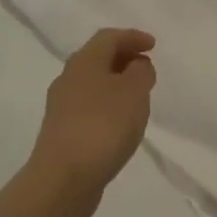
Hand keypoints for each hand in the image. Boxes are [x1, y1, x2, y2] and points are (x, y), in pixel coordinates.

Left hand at [28, 28, 156, 216]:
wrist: (63, 179)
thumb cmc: (103, 127)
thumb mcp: (134, 92)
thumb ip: (141, 72)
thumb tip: (136, 65)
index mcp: (84, 61)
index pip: (109, 37)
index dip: (132, 37)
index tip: (153, 45)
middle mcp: (68, 78)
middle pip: (97, 58)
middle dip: (123, 58)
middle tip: (146, 67)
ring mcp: (62, 106)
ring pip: (92, 83)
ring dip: (116, 83)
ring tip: (138, 96)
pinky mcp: (62, 131)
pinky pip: (89, 106)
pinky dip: (107, 104)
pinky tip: (120, 122)